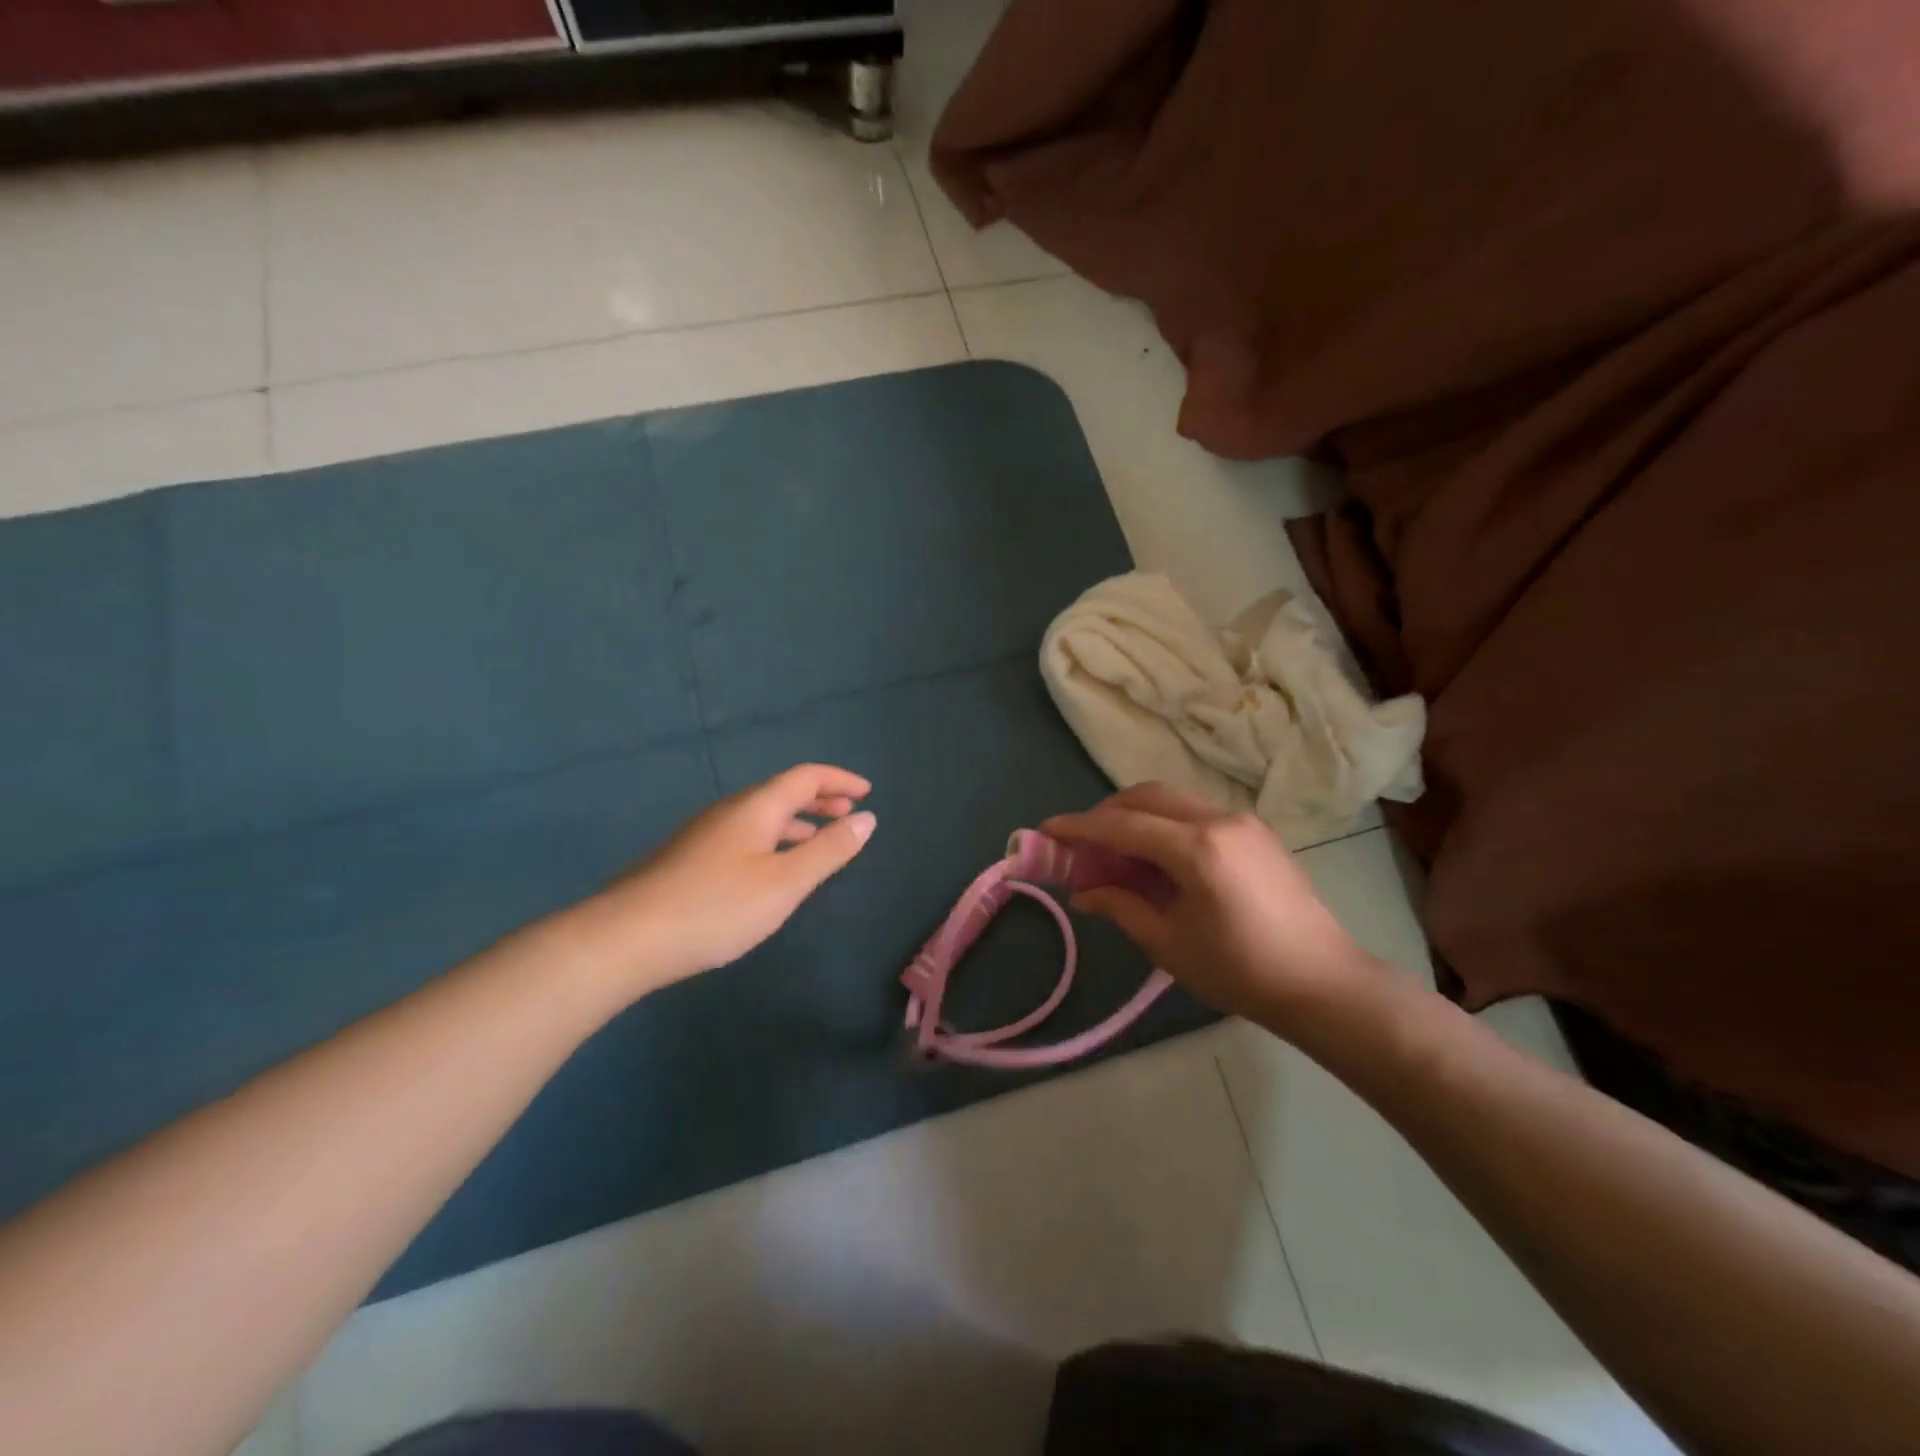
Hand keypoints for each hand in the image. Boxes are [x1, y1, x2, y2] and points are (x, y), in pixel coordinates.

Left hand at [567, 763, 875, 1001]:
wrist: (626, 938)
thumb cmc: (716, 907)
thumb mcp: (784, 883)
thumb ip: (828, 851)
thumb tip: (867, 818)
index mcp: (756, 807)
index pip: (806, 777)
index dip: (840, 780)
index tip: (868, 793)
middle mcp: (730, 811)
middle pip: (782, 792)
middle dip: (821, 799)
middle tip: (850, 814)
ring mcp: (705, 835)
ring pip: (762, 817)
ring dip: (798, 823)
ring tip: (821, 842)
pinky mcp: (690, 859)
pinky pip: (746, 835)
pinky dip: (774, 841)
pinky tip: (772, 870)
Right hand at [1041, 783, 1390, 1026]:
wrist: (1324, 983)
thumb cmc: (1241, 971)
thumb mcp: (1168, 943)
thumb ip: (1121, 906)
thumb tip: (1083, 891)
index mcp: (1196, 848)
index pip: (1122, 825)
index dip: (1079, 827)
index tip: (1045, 830)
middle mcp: (1219, 819)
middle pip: (1146, 796)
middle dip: (1106, 813)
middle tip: (1081, 843)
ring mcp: (1242, 821)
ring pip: (1172, 800)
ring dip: (1136, 816)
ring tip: (1116, 852)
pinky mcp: (1256, 832)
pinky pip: (1196, 813)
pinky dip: (1165, 824)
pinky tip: (1157, 858)